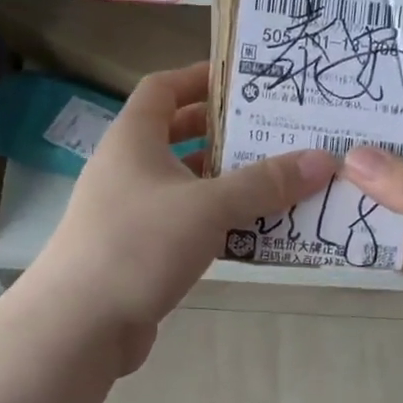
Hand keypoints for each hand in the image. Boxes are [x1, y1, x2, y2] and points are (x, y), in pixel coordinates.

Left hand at [35, 64, 334, 369]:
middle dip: (225, 135)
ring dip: (228, 185)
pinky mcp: (139, 254)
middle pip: (179, 137)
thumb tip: (323, 159)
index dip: (200, 78)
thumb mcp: (208, 207)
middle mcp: (128, 170)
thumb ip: (265, 183)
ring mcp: (131, 214)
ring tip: (281, 183)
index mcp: (133, 140)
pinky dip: (217, 225)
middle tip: (276, 134)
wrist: (80, 325)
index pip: (163, 88)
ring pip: (187, 187)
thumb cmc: (139, 245)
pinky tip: (255, 235)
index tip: (245, 81)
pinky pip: (186, 227)